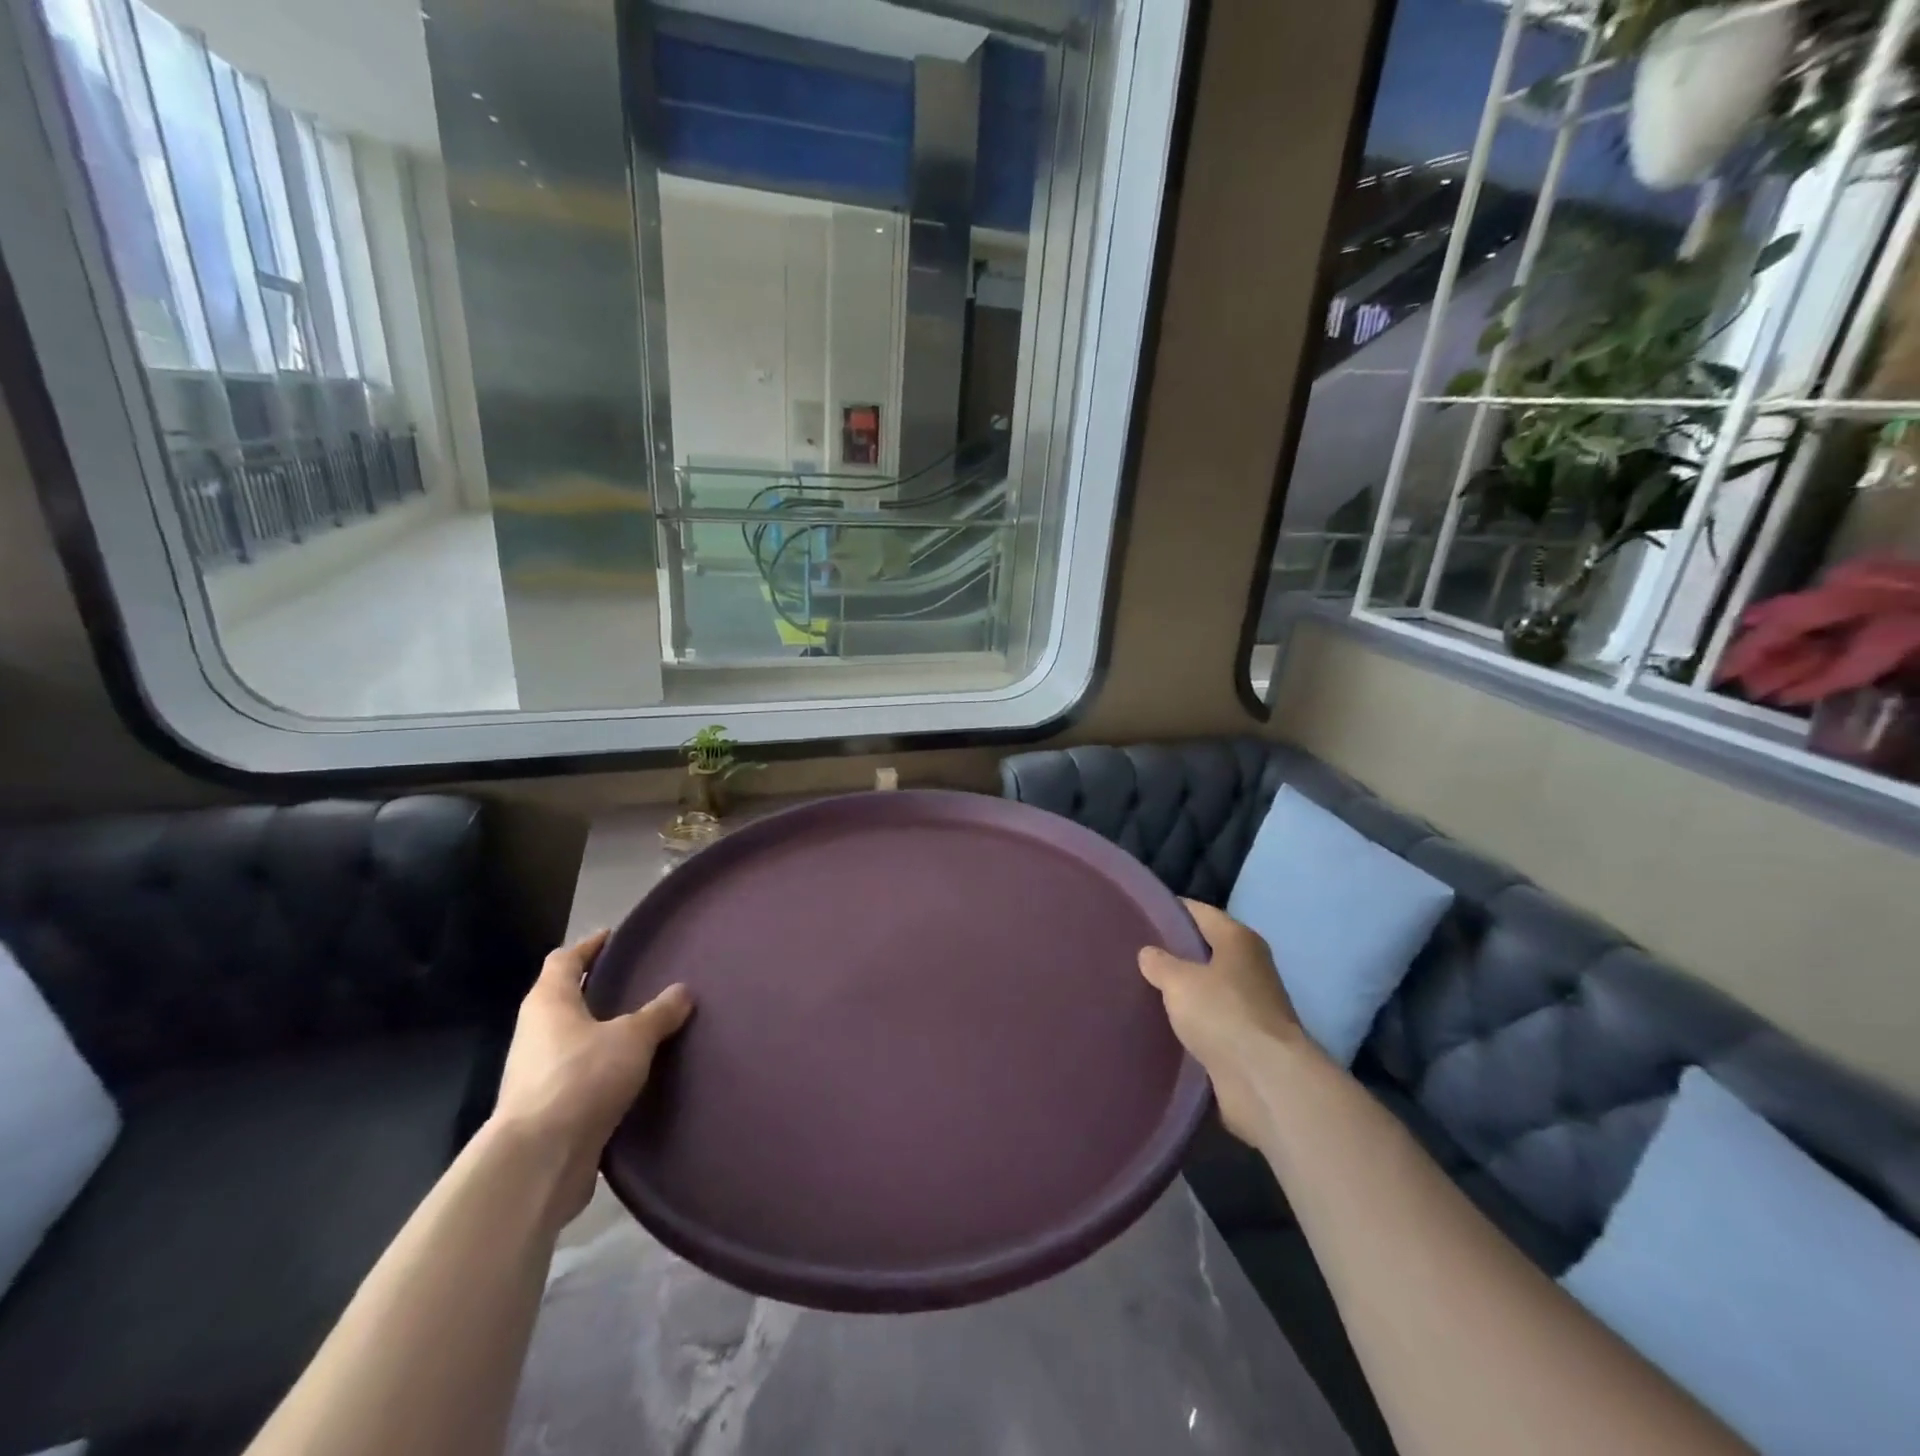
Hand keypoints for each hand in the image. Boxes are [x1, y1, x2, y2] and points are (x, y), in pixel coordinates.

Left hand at [491, 929, 693, 1220]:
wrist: (538, 1161)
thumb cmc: (581, 1079)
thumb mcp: (633, 1038)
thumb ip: (659, 1013)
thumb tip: (682, 991)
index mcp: (548, 1003)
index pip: (564, 960)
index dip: (589, 946)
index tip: (615, 937)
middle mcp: (535, 1033)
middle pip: (564, 1000)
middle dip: (597, 991)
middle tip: (638, 982)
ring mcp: (536, 1074)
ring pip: (572, 1041)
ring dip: (600, 1034)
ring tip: (643, 1029)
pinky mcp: (546, 1111)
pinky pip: (579, 1077)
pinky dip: (601, 1071)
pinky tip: (632, 1075)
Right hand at [1139, 901, 1310, 1144]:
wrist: (1265, 1081)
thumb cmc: (1223, 1014)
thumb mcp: (1179, 980)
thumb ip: (1160, 963)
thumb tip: (1148, 953)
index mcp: (1238, 939)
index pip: (1199, 912)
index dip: (1169, 910)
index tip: (1138, 913)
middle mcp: (1249, 966)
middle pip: (1205, 950)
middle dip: (1173, 952)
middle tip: (1133, 953)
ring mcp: (1251, 1005)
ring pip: (1207, 988)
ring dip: (1182, 991)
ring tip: (1141, 988)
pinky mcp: (1246, 1040)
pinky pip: (1210, 1021)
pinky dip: (1191, 1022)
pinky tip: (1162, 1024)